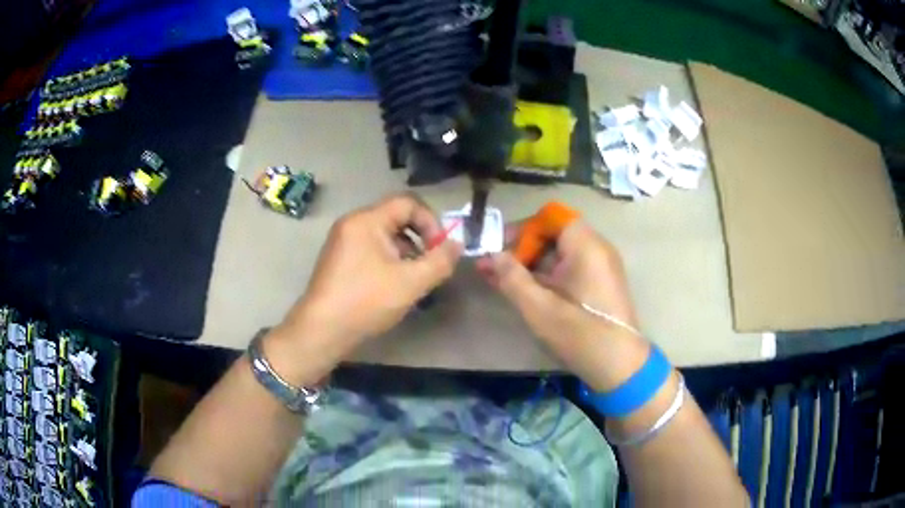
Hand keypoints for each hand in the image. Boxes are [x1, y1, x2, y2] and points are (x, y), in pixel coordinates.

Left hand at [273, 194, 461, 371]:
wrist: (322, 330)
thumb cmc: (366, 301)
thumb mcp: (411, 282)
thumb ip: (440, 261)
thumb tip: (457, 245)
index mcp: (367, 220)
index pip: (408, 203)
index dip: (431, 222)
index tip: (440, 249)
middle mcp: (352, 223)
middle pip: (396, 217)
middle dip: (420, 239)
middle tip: (431, 265)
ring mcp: (343, 241)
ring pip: (385, 236)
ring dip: (406, 252)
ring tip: (414, 279)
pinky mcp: (339, 259)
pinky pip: (372, 249)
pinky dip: (389, 260)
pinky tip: (394, 285)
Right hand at [477, 221, 649, 391]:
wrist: (619, 366)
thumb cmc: (580, 334)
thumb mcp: (539, 308)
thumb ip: (511, 277)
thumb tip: (491, 255)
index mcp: (586, 246)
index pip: (550, 217)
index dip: (523, 228)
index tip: (499, 247)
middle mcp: (596, 248)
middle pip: (553, 234)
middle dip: (521, 248)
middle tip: (493, 267)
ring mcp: (599, 267)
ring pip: (559, 253)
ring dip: (529, 264)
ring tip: (498, 279)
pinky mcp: (598, 283)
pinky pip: (568, 269)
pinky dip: (545, 276)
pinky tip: (521, 289)